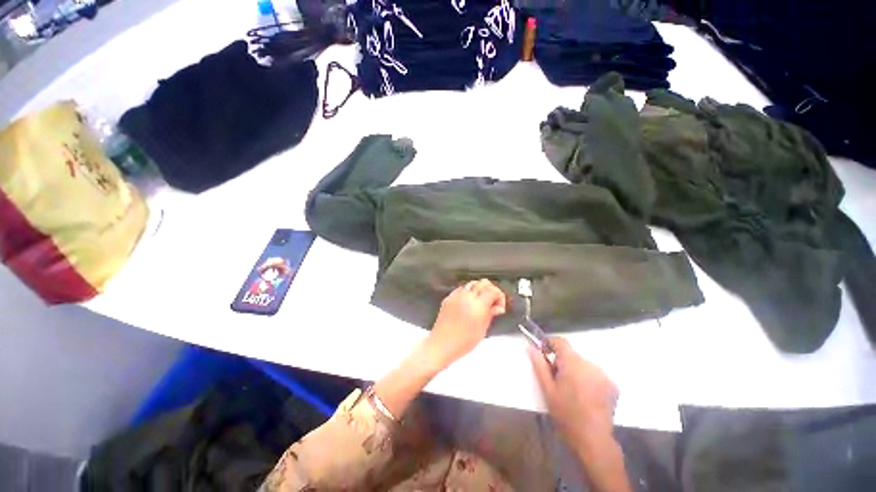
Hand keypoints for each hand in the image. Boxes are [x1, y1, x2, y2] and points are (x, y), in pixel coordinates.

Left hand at [425, 279, 506, 370]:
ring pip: (472, 283)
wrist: (442, 344)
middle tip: (493, 301)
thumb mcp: (482, 330)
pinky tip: (469, 302)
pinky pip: (461, 289)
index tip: (499, 305)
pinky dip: (468, 291)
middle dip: (491, 290)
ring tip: (481, 301)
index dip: (499, 296)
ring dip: (479, 289)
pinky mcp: (449, 298)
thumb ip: (490, 314)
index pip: (493, 291)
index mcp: (478, 305)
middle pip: (483, 283)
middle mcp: (467, 296)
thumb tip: (497, 307)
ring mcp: (457, 296)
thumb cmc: (463, 342)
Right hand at [529, 337, 618, 451]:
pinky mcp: (613, 386)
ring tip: (572, 391)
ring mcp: (604, 375)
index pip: (560, 341)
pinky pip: (595, 374)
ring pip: (583, 365)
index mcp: (573, 363)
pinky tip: (586, 397)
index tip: (544, 354)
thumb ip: (539, 365)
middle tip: (556, 380)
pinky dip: (588, 379)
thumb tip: (531, 347)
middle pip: (572, 355)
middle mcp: (590, 364)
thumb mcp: (547, 389)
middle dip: (562, 363)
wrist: (593, 439)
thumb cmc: (565, 414)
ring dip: (575, 371)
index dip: (550, 344)